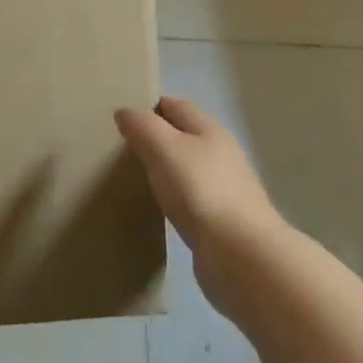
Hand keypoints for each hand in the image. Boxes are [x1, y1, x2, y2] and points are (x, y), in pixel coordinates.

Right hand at [116, 97, 284, 318]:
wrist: (241, 256)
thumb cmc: (200, 191)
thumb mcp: (163, 148)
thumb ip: (142, 126)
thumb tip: (125, 112)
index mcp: (210, 130)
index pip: (176, 105)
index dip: (150, 106)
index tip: (122, 118)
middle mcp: (222, 155)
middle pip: (185, 136)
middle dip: (157, 138)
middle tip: (123, 148)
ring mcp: (225, 189)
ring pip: (188, 168)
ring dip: (166, 170)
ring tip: (137, 178)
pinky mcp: (223, 222)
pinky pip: (192, 199)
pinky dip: (175, 198)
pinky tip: (160, 209)